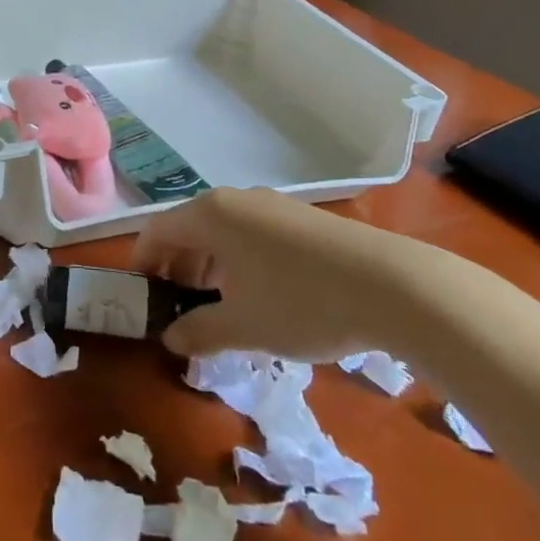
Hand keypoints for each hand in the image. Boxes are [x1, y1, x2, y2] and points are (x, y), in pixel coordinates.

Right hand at [130, 187, 412, 361]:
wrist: (397, 287)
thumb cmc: (302, 302)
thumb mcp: (244, 326)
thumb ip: (199, 332)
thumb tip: (172, 339)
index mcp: (210, 215)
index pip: (157, 231)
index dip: (143, 264)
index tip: (142, 298)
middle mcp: (235, 201)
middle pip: (188, 229)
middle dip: (177, 269)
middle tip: (179, 310)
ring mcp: (271, 206)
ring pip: (223, 233)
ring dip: (209, 267)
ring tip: (220, 308)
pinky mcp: (302, 219)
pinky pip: (252, 235)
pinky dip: (240, 262)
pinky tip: (261, 297)